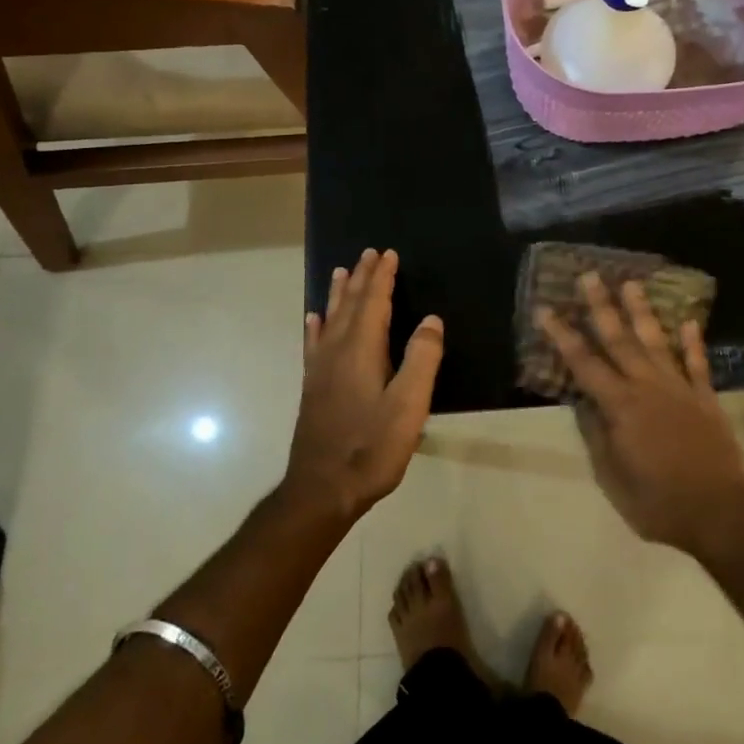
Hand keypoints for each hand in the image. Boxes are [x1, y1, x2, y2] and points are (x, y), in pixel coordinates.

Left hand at [285, 249, 443, 523]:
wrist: (321, 490)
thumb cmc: (371, 448)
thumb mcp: (409, 406)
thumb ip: (422, 359)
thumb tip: (431, 319)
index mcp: (361, 351)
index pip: (374, 303)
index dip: (382, 278)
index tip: (389, 254)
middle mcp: (336, 352)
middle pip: (350, 305)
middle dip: (362, 278)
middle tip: (368, 253)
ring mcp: (320, 370)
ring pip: (330, 319)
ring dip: (339, 294)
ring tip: (341, 272)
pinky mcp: (312, 387)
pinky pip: (314, 344)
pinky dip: (316, 326)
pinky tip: (313, 320)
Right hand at [536, 274, 743, 557]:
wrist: (718, 513)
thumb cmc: (656, 502)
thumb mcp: (612, 477)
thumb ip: (597, 435)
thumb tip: (584, 403)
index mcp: (620, 406)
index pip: (583, 363)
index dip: (562, 335)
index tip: (546, 309)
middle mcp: (647, 387)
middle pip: (619, 340)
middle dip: (601, 307)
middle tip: (590, 276)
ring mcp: (680, 389)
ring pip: (656, 342)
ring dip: (642, 312)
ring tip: (632, 284)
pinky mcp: (706, 398)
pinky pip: (698, 364)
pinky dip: (693, 342)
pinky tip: (689, 321)